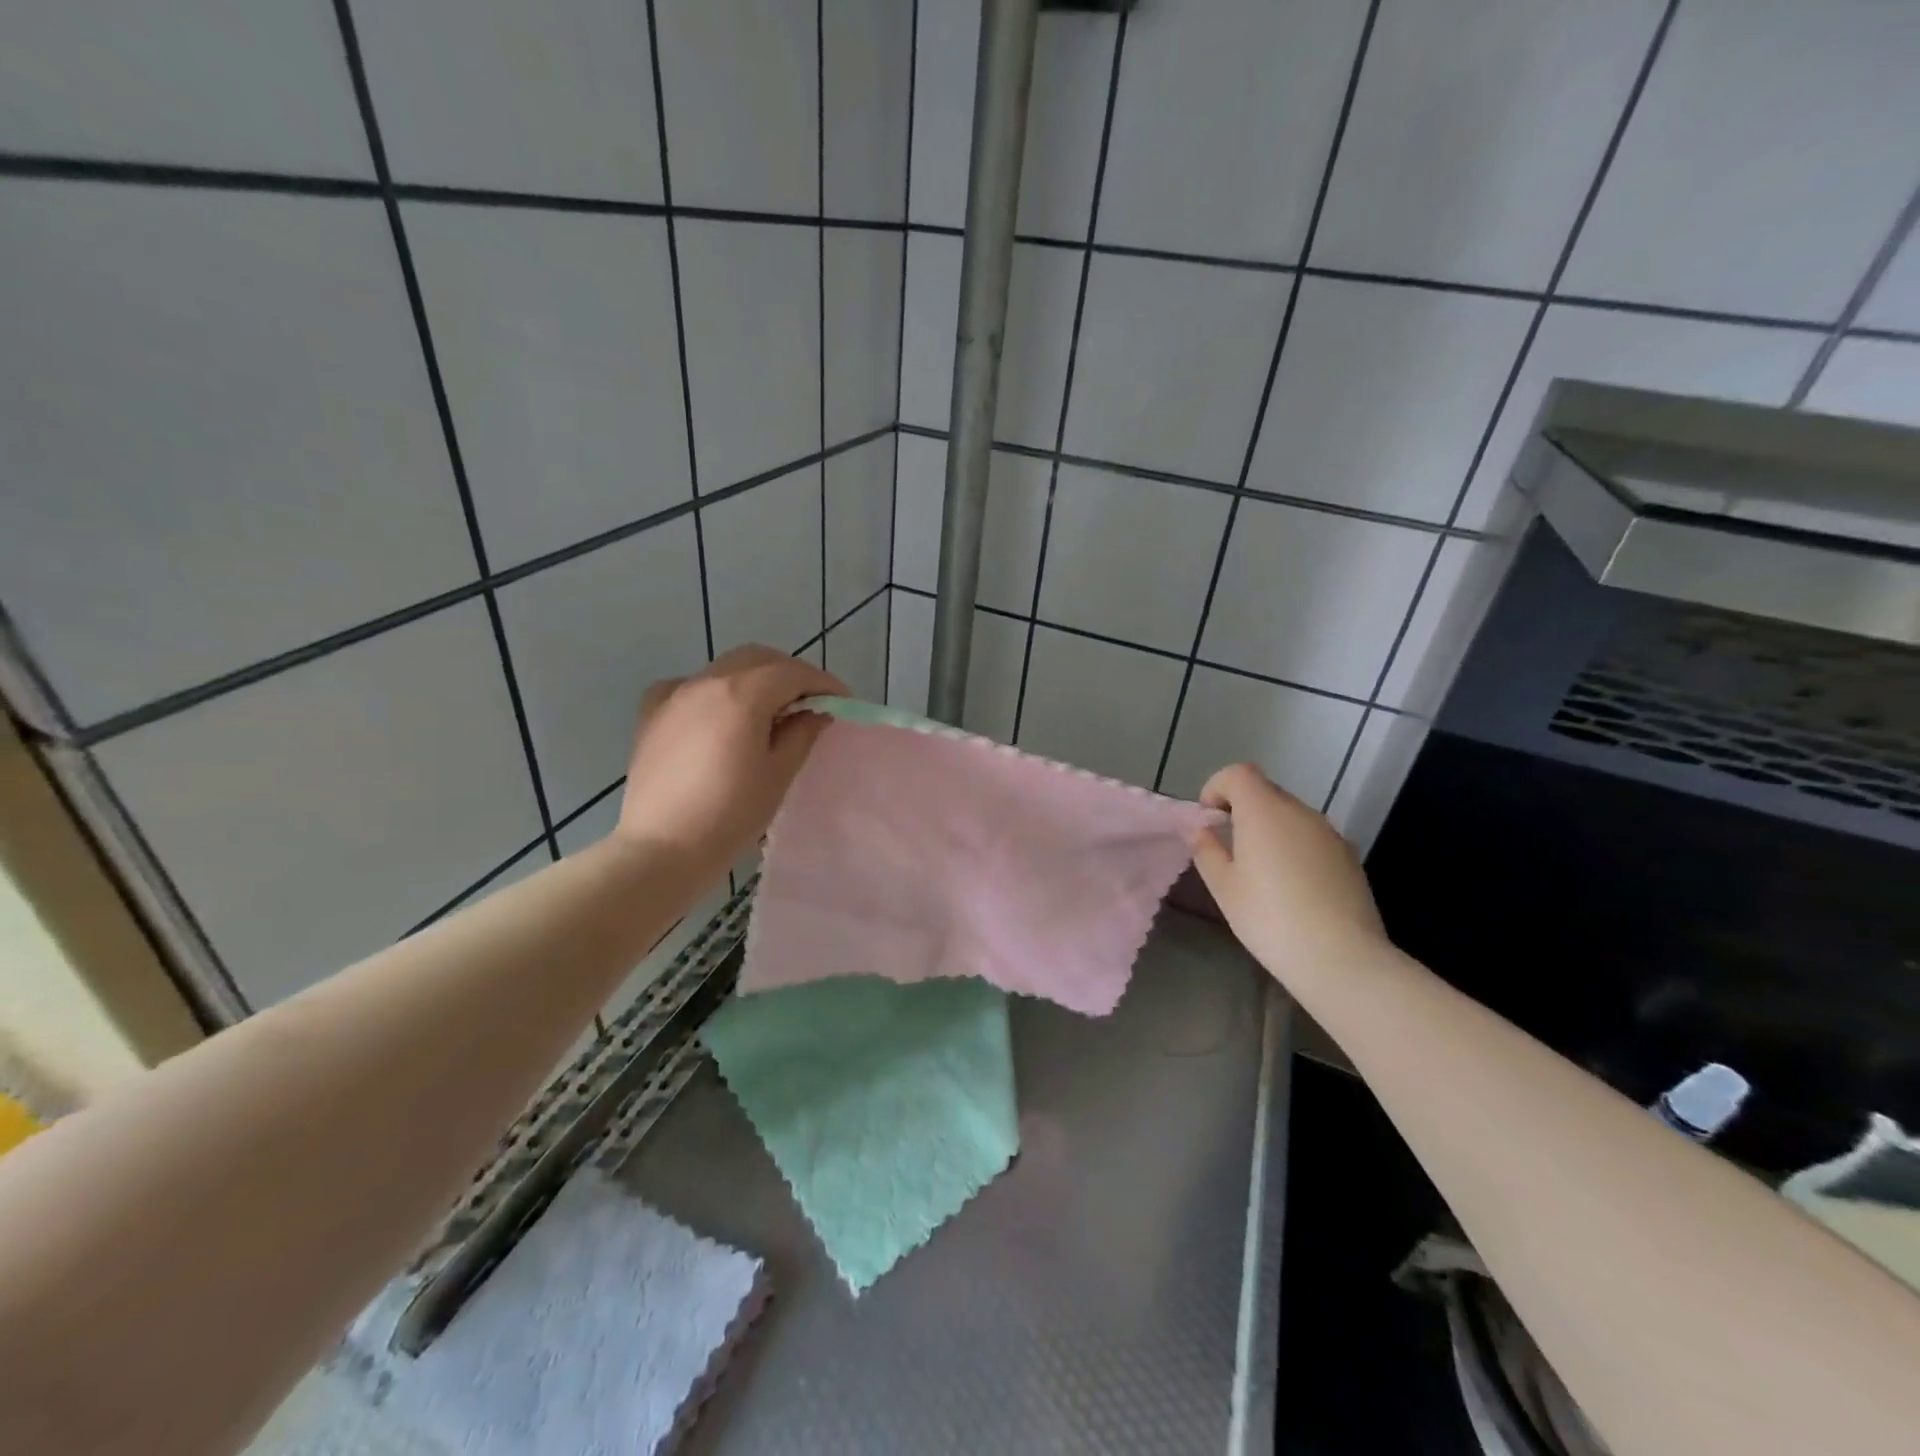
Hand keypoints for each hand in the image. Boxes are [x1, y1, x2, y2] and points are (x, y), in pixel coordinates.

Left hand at [616, 645, 846, 880]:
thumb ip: (801, 732)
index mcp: (741, 694)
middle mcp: (705, 681)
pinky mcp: (652, 714)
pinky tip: (723, 717)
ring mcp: (674, 694)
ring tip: (772, 711)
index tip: (843, 702)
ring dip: (756, 679)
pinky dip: (718, 691)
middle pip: (758, 659)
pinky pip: (693, 686)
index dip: (823, 683)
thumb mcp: (778, 774)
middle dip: (790, 673)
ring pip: (725, 668)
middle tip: (811, 702)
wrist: (660, 849)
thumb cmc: (730, 815)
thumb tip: (816, 711)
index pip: (792, 672)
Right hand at [1190, 763, 1391, 988]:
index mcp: (1264, 811)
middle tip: (1231, 850)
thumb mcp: (1224, 887)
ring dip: (1271, 830)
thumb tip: (1202, 831)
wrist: (1341, 957)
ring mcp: (1329, 833)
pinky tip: (1294, 889)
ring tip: (1262, 874)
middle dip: (1243, 810)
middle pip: (1265, 792)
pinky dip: (1295, 848)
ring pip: (1291, 816)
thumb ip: (1207, 851)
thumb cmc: (1269, 918)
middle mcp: (1299, 812)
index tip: (1210, 820)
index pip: (1238, 773)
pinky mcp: (1349, 856)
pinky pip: (1312, 838)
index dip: (1218, 788)